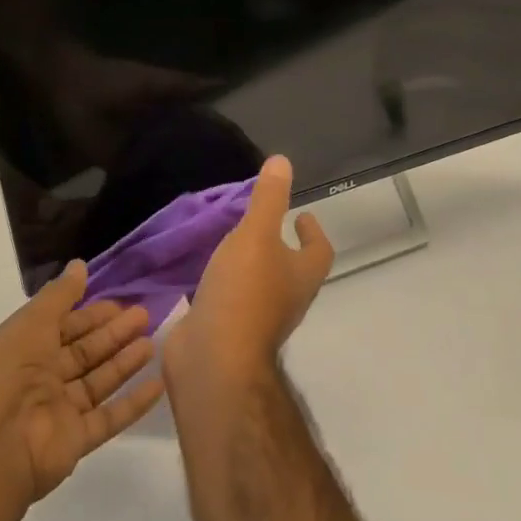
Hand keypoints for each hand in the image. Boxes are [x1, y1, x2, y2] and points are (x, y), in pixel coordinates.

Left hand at [0, 262, 162, 512]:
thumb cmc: (5, 375)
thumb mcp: (29, 323)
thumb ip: (58, 296)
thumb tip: (79, 264)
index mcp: (24, 349)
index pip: (64, 327)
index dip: (91, 314)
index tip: (120, 301)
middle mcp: (41, 379)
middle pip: (84, 352)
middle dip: (113, 334)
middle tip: (144, 315)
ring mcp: (59, 411)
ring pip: (98, 382)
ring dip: (125, 363)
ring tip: (152, 343)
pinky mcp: (76, 441)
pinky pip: (109, 418)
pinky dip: (133, 403)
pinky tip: (158, 385)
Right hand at [163, 156, 333, 400]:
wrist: (213, 359)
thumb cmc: (244, 292)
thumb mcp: (256, 235)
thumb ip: (268, 199)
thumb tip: (283, 162)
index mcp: (301, 276)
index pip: (320, 251)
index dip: (314, 232)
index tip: (301, 214)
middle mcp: (286, 299)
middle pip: (292, 270)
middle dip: (281, 247)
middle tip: (260, 223)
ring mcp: (257, 319)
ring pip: (259, 285)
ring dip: (249, 264)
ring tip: (228, 239)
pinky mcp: (227, 330)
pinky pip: (229, 299)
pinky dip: (221, 283)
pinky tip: (200, 270)